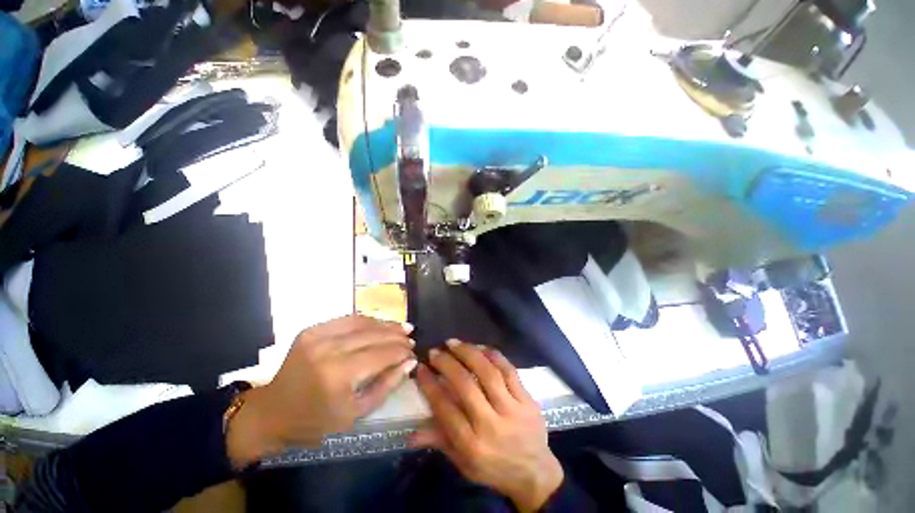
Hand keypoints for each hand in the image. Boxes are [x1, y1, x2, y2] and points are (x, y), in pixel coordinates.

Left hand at [227, 315, 416, 466]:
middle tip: (411, 337)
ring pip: (363, 323)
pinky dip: (367, 320)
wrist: (271, 412)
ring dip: (385, 324)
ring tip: (401, 327)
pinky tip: (378, 324)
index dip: (401, 351)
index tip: (413, 352)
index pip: (382, 354)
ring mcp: (318, 336)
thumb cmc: (315, 421)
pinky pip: (347, 319)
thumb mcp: (355, 414)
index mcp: (339, 375)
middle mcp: (329, 349)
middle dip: (397, 335)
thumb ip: (386, 386)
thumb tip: (410, 363)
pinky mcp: (311, 330)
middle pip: (374, 335)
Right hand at [412, 340, 563, 511]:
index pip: (445, 408)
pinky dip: (493, 355)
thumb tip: (410, 433)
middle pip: (466, 386)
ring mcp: (512, 410)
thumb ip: (439, 442)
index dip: (430, 385)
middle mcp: (492, 425)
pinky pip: (509, 370)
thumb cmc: (494, 469)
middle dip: (447, 364)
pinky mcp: (527, 399)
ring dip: (468, 353)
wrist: (535, 473)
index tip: (421, 367)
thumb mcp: (463, 464)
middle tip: (435, 351)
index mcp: (473, 445)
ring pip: (488, 373)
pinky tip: (479, 346)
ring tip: (453, 343)